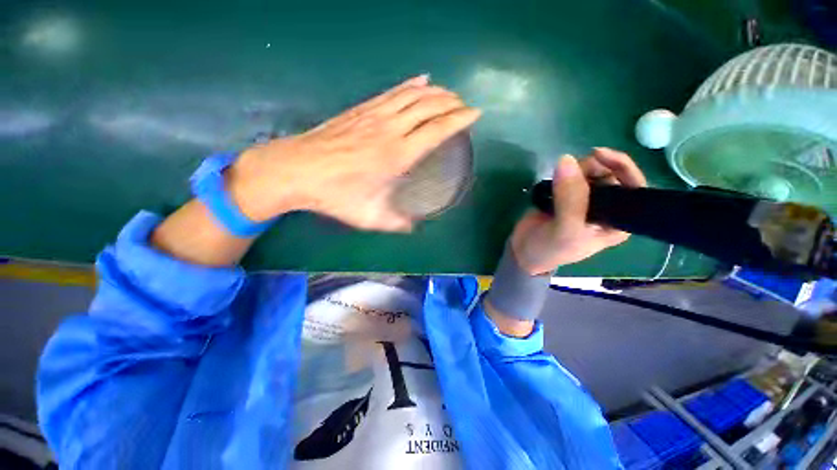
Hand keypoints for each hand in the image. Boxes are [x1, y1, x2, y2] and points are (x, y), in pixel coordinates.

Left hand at [225, 75, 481, 230]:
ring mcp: (375, 114)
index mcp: (397, 155)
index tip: (475, 114)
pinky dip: (410, 85)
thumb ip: (396, 222)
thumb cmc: (335, 194)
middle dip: (452, 103)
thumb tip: (414, 228)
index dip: (458, 120)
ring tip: (450, 93)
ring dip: (436, 91)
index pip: (436, 130)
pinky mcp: (361, 109)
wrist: (297, 170)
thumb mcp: (369, 216)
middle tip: (465, 106)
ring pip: (412, 95)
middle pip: (428, 106)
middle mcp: (390, 129)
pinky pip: (392, 91)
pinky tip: (421, 80)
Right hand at [510, 148, 647, 274]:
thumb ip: (570, 198)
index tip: (599, 155)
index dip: (623, 168)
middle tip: (573, 170)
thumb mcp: (565, 229)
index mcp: (616, 221)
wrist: (523, 251)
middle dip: (595, 167)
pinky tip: (553, 180)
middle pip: (611, 174)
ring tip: (559, 178)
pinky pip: (571, 176)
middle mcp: (605, 208)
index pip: (634, 188)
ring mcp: (584, 200)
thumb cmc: (551, 249)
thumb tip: (566, 159)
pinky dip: (564, 172)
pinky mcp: (565, 195)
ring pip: (590, 172)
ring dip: (577, 169)